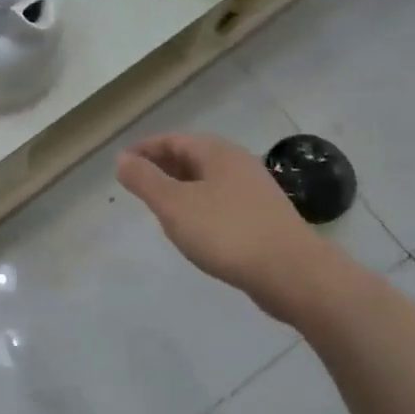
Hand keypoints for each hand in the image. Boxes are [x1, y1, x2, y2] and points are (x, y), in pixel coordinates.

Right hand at [117, 133, 345, 325]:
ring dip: (181, 186)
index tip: (122, 163)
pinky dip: (199, 204)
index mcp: (217, 153)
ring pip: (208, 179)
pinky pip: (221, 200)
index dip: (145, 149)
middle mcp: (238, 164)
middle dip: (162, 166)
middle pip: (193, 156)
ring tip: (159, 205)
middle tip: (137, 182)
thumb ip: (145, 180)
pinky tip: (193, 226)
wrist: (292, 273)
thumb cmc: (226, 232)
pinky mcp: (263, 217)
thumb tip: (123, 160)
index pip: (174, 140)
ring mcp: (255, 191)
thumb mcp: (174, 205)